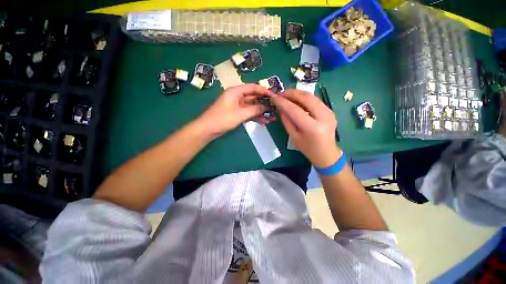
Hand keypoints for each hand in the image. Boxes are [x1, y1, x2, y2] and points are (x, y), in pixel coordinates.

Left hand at [197, 84, 274, 136]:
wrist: (207, 129)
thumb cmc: (222, 119)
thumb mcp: (240, 114)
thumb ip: (254, 110)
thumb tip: (266, 107)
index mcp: (235, 92)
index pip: (252, 87)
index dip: (264, 90)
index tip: (274, 95)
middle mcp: (237, 97)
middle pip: (253, 97)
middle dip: (264, 103)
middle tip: (275, 107)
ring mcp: (236, 106)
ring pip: (251, 106)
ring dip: (261, 111)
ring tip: (272, 117)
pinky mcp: (236, 113)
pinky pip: (248, 113)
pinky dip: (255, 116)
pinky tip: (264, 121)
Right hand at [272, 89, 341, 167]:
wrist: (326, 153)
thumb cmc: (308, 148)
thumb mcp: (294, 136)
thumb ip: (286, 121)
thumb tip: (280, 107)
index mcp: (313, 128)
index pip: (295, 110)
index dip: (283, 102)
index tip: (274, 97)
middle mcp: (323, 117)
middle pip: (306, 98)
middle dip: (291, 93)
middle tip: (280, 93)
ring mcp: (329, 112)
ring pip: (311, 96)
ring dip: (298, 93)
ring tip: (287, 95)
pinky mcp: (330, 110)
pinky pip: (315, 100)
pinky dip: (304, 97)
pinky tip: (296, 99)